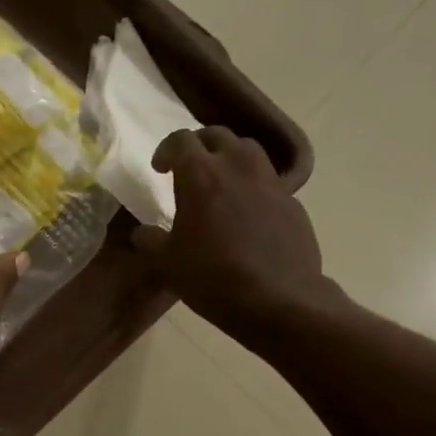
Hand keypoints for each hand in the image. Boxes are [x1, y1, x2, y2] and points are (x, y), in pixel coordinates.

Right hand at [132, 127, 338, 336]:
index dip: (166, 150)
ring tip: (221, 181)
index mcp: (201, 175)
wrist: (278, 301)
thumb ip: (151, 241)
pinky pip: (268, 180)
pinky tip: (246, 213)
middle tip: (189, 167)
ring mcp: (270, 182)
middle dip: (199, 145)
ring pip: (248, 150)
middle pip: (217, 135)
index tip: (159, 169)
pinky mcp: (292, 202)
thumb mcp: (167, 262)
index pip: (180, 140)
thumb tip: (142, 233)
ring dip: (230, 157)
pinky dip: (252, 185)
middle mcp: (237, 167)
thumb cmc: (212, 277)